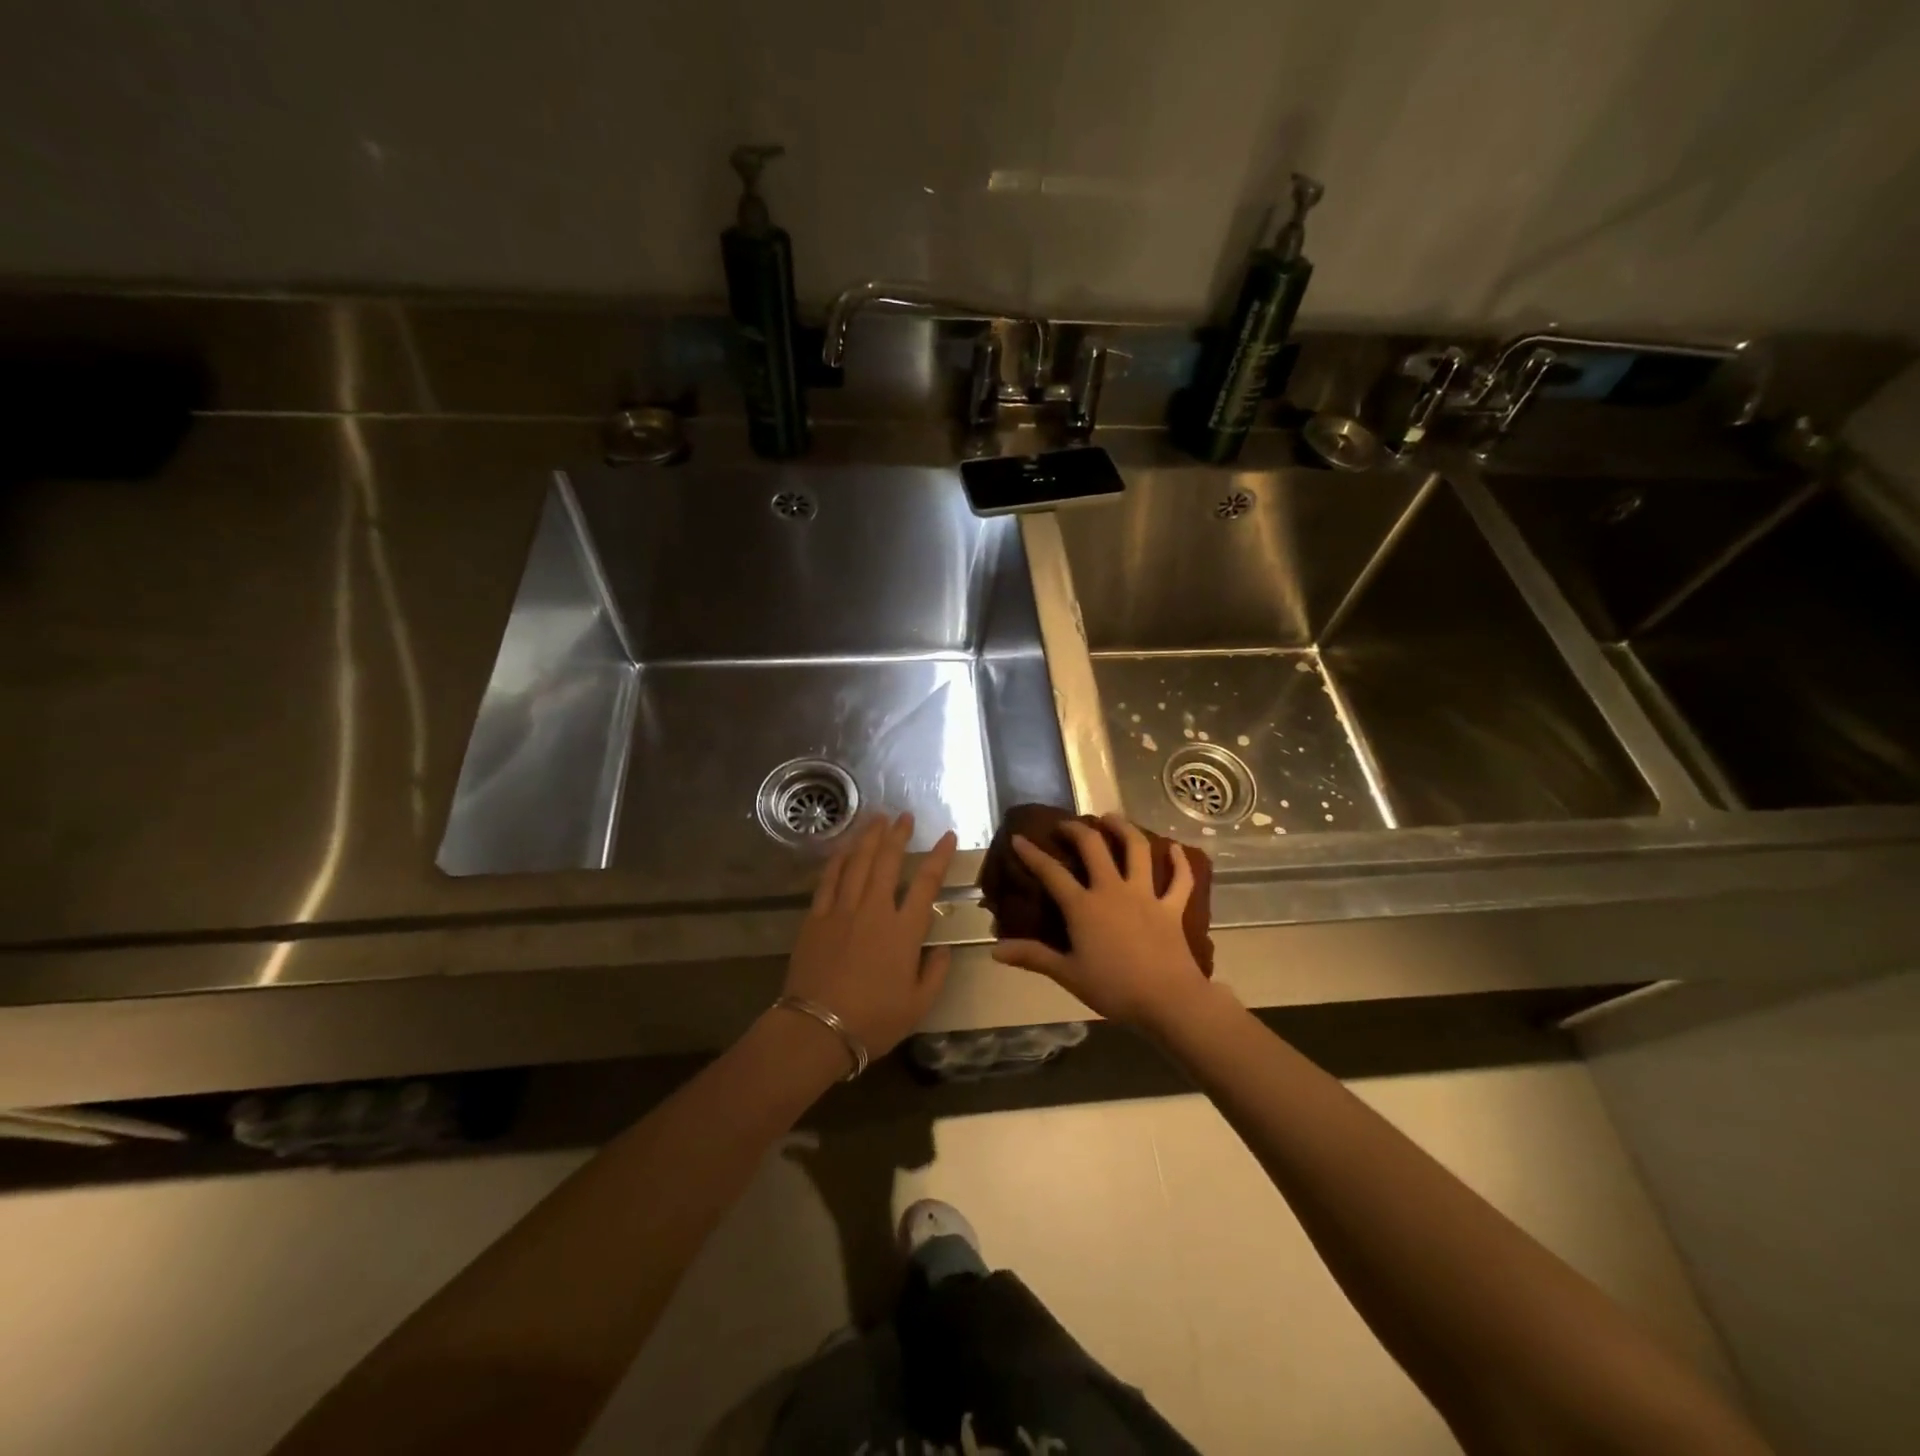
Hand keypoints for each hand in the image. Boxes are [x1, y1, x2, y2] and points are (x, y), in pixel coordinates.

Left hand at [782, 812, 957, 1060]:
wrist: (817, 1029)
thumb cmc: (873, 1020)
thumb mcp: (918, 1005)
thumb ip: (935, 973)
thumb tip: (942, 949)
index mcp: (904, 931)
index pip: (927, 883)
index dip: (939, 856)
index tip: (947, 836)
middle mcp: (874, 910)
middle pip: (889, 862)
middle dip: (898, 835)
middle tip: (904, 816)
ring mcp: (842, 910)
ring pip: (858, 863)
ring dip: (869, 838)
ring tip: (877, 818)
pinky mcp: (816, 918)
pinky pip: (828, 880)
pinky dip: (838, 860)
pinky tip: (844, 848)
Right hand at [991, 814, 1210, 1030]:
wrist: (1168, 1000)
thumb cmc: (1114, 989)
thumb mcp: (1068, 974)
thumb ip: (1032, 957)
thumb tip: (995, 950)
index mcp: (1083, 906)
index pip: (1051, 873)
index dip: (1032, 854)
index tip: (1019, 838)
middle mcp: (1113, 890)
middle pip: (1094, 847)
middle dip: (1077, 830)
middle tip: (1066, 824)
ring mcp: (1145, 895)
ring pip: (1137, 850)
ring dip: (1124, 829)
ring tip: (1112, 818)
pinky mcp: (1172, 907)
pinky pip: (1179, 880)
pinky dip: (1179, 863)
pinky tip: (1177, 848)